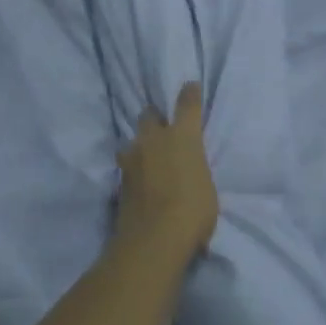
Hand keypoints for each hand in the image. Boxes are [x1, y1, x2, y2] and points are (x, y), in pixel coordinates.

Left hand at [114, 83, 217, 258]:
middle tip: (161, 126)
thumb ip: (195, 169)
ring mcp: (132, 158)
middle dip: (154, 117)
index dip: (189, 94)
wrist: (154, 238)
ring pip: (133, 140)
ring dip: (140, 145)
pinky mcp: (119, 179)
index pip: (186, 105)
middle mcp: (154, 140)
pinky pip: (127, 164)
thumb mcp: (206, 186)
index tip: (189, 86)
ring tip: (146, 156)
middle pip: (148, 115)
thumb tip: (188, 170)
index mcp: (182, 137)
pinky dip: (134, 167)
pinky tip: (139, 178)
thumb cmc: (193, 211)